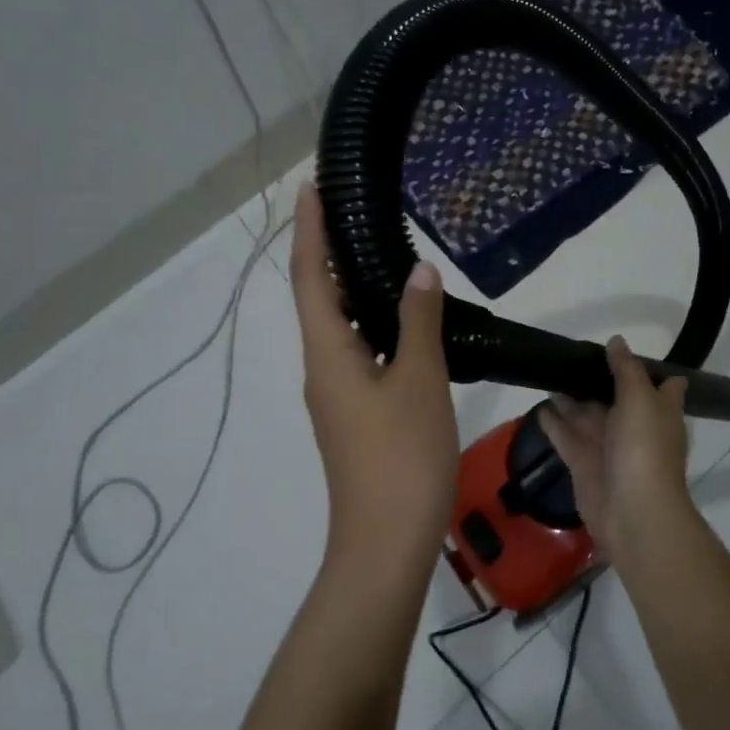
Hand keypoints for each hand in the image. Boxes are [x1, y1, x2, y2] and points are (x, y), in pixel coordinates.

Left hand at [291, 181, 458, 584]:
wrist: (386, 543)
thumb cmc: (401, 457)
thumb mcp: (418, 382)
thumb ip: (418, 322)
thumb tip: (419, 272)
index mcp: (328, 353)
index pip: (312, 276)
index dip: (310, 230)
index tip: (311, 186)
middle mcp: (322, 366)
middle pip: (318, 296)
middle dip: (326, 249)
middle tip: (348, 207)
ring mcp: (337, 392)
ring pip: (337, 323)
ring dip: (348, 283)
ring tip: (373, 247)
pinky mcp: (355, 411)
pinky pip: (356, 348)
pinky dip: (369, 318)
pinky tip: (398, 314)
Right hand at [540, 336, 693, 563]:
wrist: (633, 512)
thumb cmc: (644, 448)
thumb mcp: (640, 399)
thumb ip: (626, 369)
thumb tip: (617, 341)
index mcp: (658, 411)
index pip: (662, 384)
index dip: (648, 368)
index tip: (625, 350)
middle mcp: (636, 427)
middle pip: (616, 398)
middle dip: (597, 379)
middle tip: (571, 355)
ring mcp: (609, 448)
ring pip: (588, 416)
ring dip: (571, 398)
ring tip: (549, 374)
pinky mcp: (584, 465)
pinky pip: (567, 438)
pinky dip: (554, 424)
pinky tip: (540, 407)